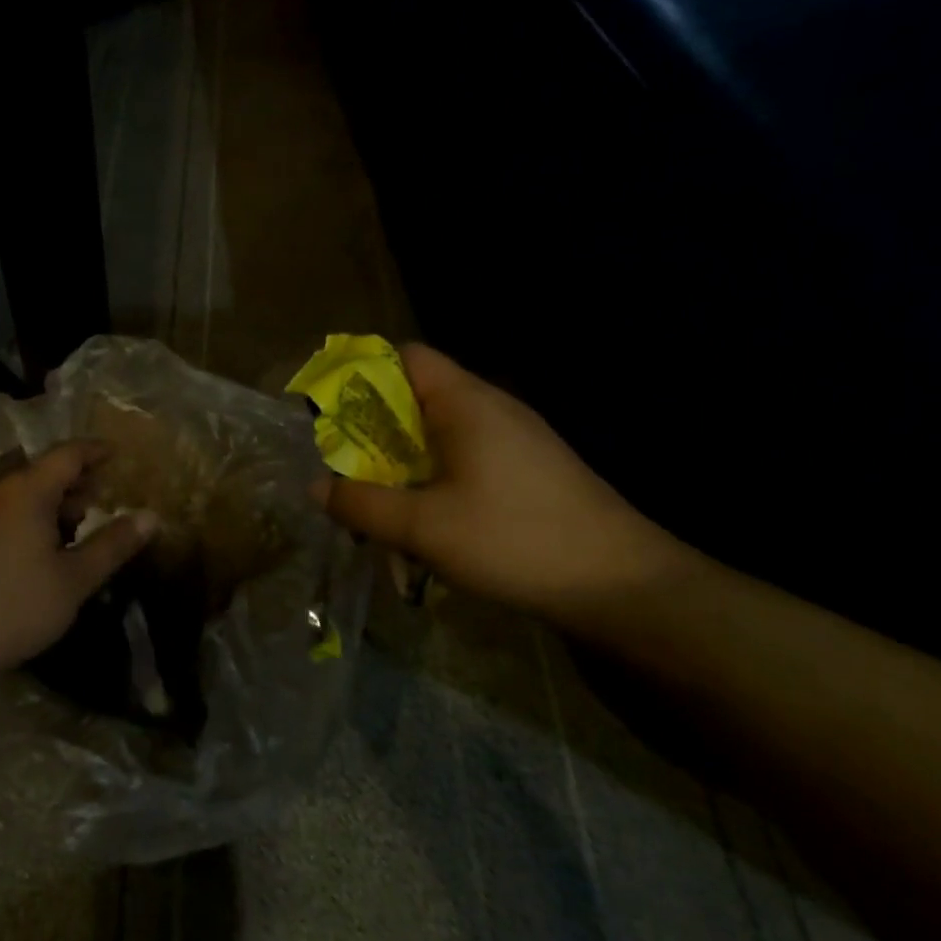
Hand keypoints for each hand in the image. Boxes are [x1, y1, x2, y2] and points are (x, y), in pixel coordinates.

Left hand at [0, 441, 157, 697]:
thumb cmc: (14, 606)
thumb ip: (112, 544)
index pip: (68, 454)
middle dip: (76, 481)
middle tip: (102, 499)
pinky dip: (27, 518)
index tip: (118, 456)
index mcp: (27, 492)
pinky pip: (1, 513)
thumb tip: (151, 516)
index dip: (96, 451)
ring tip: (75, 528)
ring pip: (20, 495)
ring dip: (51, 503)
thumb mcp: (74, 580)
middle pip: (43, 472)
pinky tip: (37, 551)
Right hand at [314, 344, 691, 618]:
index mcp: (465, 402)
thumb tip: (317, 487)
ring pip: (441, 429)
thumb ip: (364, 504)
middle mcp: (491, 407)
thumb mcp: (425, 527)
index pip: (406, 356)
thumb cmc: (516, 539)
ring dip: (405, 457)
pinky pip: (466, 454)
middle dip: (376, 426)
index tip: (332, 410)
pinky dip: (435, 473)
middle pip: (418, 394)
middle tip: (345, 464)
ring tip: (380, 497)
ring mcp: (516, 437)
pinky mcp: (530, 468)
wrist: (623, 585)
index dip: (364, 372)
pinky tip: (429, 517)